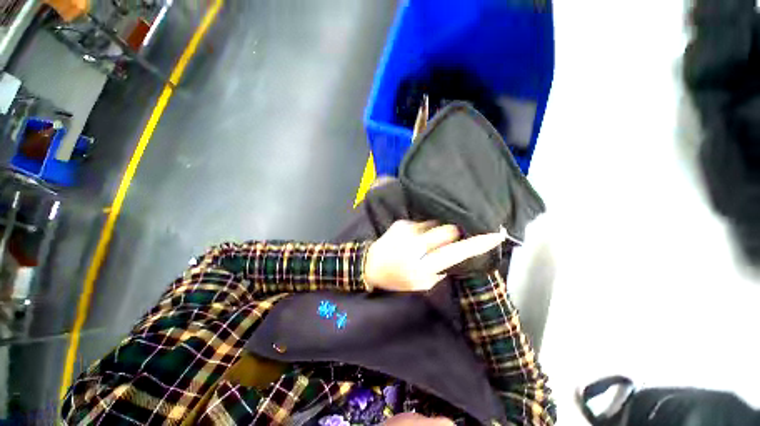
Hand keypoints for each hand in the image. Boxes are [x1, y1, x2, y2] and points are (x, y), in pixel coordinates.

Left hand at [364, 220, 505, 291]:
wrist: (370, 265)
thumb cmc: (397, 279)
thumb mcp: (421, 284)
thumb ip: (440, 270)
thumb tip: (454, 254)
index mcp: (422, 266)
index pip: (455, 252)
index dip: (477, 244)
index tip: (495, 234)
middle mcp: (416, 244)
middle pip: (448, 230)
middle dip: (455, 233)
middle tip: (451, 239)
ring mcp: (407, 230)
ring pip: (435, 224)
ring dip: (436, 231)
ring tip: (424, 242)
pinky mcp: (401, 222)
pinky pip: (421, 223)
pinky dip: (423, 230)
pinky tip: (412, 239)